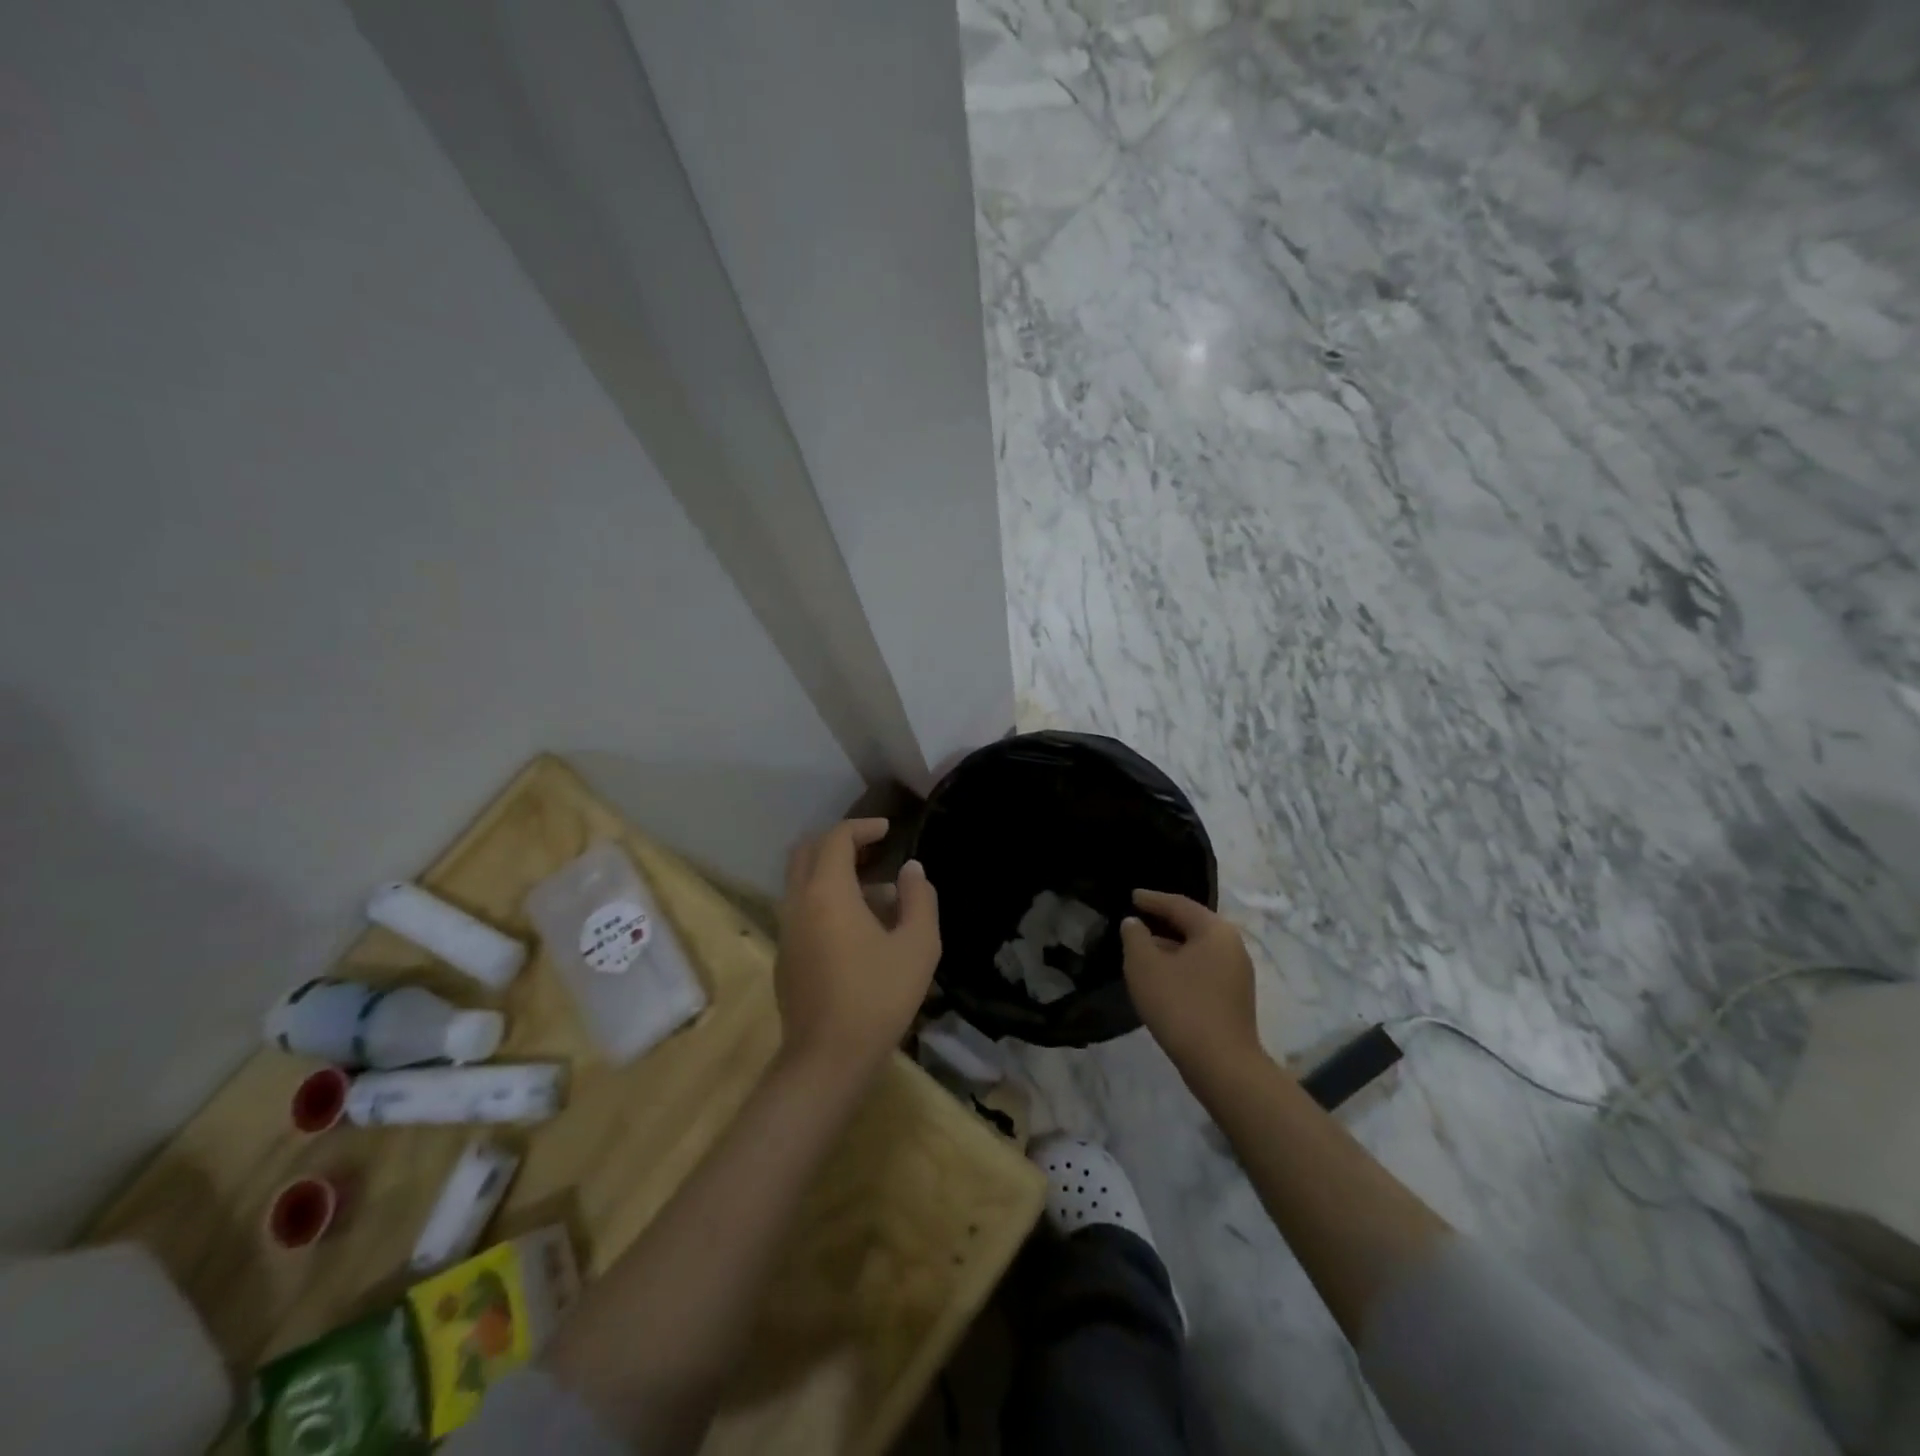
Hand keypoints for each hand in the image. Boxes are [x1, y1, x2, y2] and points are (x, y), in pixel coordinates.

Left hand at [775, 819, 939, 1081]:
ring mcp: (786, 931)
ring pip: (802, 882)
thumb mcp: (918, 946)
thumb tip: (911, 871)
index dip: (863, 827)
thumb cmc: (878, 996)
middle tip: (873, 850)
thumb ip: (919, 899)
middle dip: (839, 843)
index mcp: (827, 892)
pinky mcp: (785, 957)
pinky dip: (825, 899)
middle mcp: (798, 903)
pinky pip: (802, 909)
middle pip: (807, 852)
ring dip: (833, 874)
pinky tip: (860, 930)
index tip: (888, 830)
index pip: (836, 838)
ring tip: (878, 894)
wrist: (827, 1059)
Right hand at [1121, 889, 1260, 1074]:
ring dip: (1170, 946)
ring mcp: (1237, 974)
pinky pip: (1202, 969)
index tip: (1132, 896)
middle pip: (1192, 925)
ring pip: (1197, 949)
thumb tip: (1134, 923)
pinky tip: (1161, 976)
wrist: (1221, 1065)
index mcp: (1214, 931)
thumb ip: (1135, 937)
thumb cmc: (1180, 1005)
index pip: (1179, 905)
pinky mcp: (1234, 998)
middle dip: (1163, 922)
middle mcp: (1232, 946)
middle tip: (1137, 918)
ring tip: (1143, 948)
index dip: (1152, 899)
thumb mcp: (1145, 966)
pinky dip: (1180, 965)